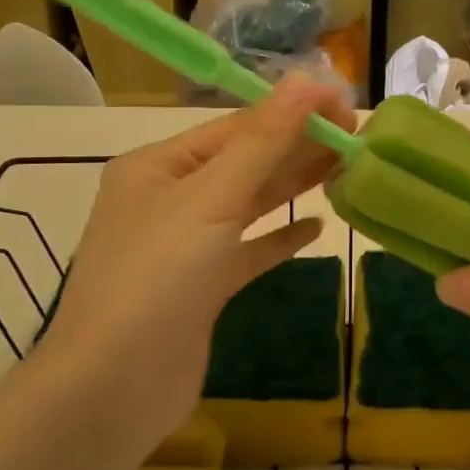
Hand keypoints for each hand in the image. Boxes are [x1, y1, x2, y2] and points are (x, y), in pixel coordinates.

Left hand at [41, 78, 354, 443]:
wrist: (113, 390)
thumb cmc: (158, 277)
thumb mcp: (211, 199)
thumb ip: (263, 140)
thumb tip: (306, 79)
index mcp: (157, 166)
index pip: (234, 127)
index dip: (290, 113)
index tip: (343, 105)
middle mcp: (168, 198)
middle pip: (244, 162)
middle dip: (297, 146)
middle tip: (356, 134)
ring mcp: (185, 245)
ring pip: (248, 204)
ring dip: (293, 186)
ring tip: (346, 166)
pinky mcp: (202, 287)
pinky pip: (248, 251)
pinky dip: (280, 238)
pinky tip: (316, 227)